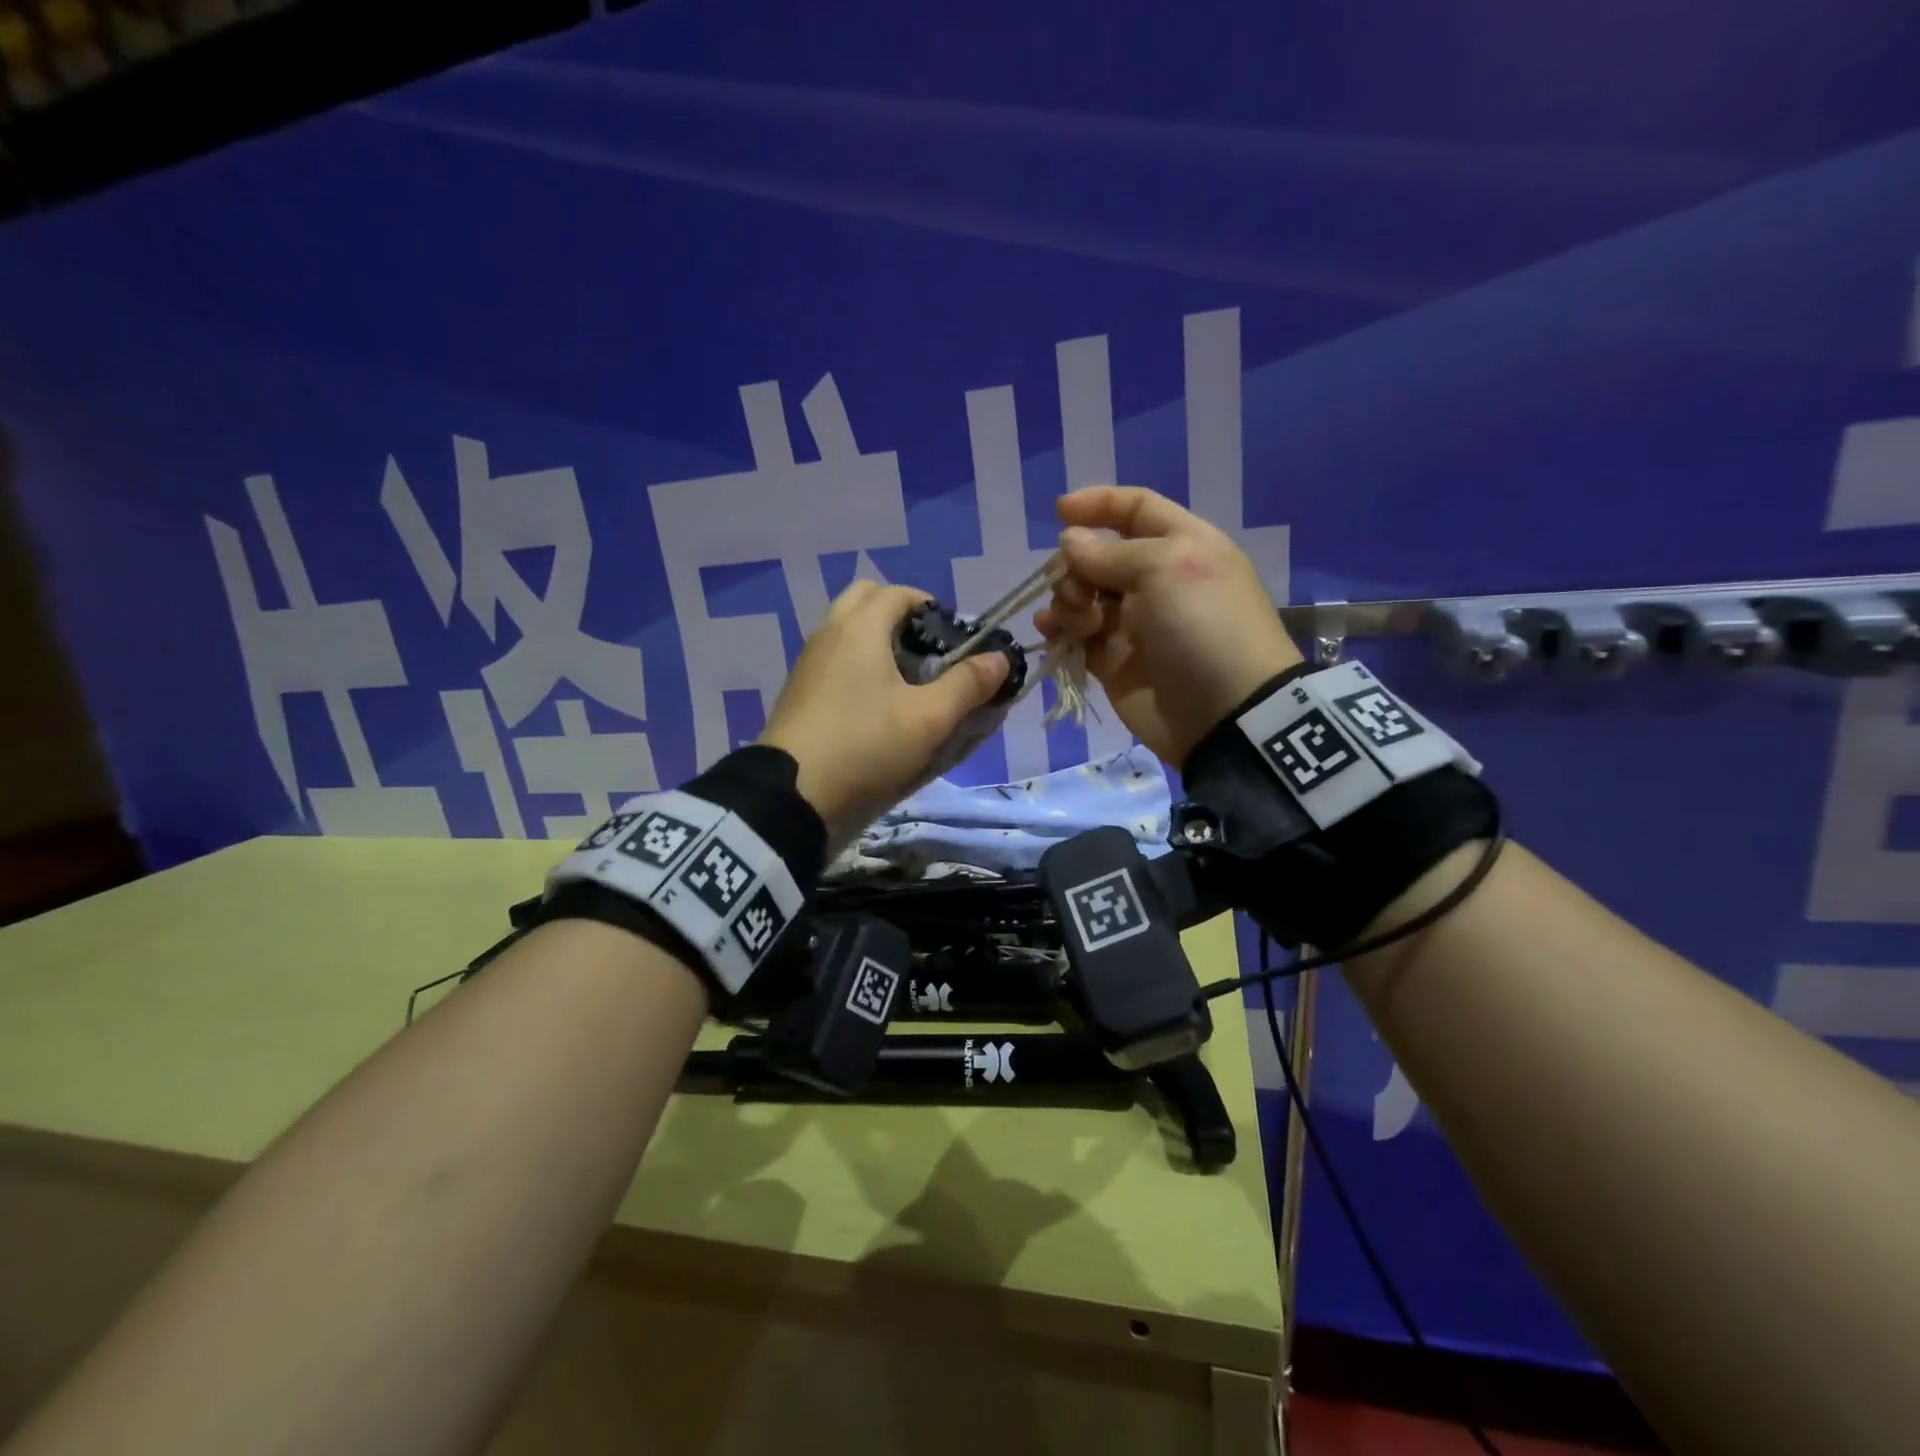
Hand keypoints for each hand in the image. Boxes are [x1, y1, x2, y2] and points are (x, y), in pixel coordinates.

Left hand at [760, 582, 1008, 833]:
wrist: (791, 792)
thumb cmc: (866, 744)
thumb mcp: (929, 719)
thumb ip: (968, 684)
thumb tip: (999, 658)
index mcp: (860, 627)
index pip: (900, 593)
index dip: (932, 608)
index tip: (953, 641)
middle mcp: (830, 632)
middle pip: (867, 600)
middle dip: (900, 615)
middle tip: (925, 652)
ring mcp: (808, 660)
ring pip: (846, 628)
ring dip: (877, 640)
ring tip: (904, 682)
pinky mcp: (798, 689)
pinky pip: (833, 656)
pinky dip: (856, 663)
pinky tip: (873, 703)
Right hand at [1035, 486, 1302, 765]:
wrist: (1225, 712)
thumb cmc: (1204, 626)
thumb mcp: (1165, 569)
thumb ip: (1109, 553)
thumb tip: (1071, 541)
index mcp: (1181, 546)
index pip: (1136, 509)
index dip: (1099, 505)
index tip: (1058, 512)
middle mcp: (1155, 580)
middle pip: (1098, 555)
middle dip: (1077, 565)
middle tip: (1081, 591)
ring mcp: (1132, 623)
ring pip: (1081, 595)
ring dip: (1068, 600)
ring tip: (1079, 622)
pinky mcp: (1113, 661)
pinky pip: (1075, 635)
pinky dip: (1059, 630)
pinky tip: (1049, 632)